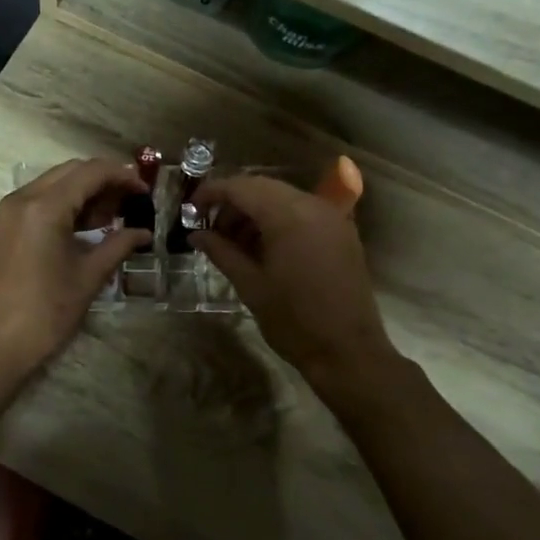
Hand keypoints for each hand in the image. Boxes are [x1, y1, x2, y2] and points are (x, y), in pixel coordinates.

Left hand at [0, 159, 151, 376]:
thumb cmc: (47, 312)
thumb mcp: (89, 276)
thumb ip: (118, 245)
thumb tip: (143, 233)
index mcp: (43, 207)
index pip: (90, 172)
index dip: (122, 176)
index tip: (144, 191)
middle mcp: (20, 199)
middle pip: (69, 172)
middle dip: (102, 181)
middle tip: (129, 202)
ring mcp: (5, 213)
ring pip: (50, 184)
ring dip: (81, 192)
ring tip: (110, 216)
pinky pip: (34, 202)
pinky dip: (60, 205)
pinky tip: (81, 227)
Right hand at [189, 175, 398, 383]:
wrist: (348, 352)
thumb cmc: (294, 321)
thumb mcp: (250, 285)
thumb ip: (221, 252)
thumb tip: (196, 234)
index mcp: (289, 215)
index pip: (242, 187)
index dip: (212, 193)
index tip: (190, 209)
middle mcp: (313, 206)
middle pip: (263, 187)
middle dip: (233, 203)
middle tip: (210, 228)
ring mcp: (332, 217)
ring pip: (283, 198)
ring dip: (255, 211)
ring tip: (233, 242)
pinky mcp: (341, 232)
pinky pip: (302, 212)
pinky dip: (278, 220)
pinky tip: (262, 246)